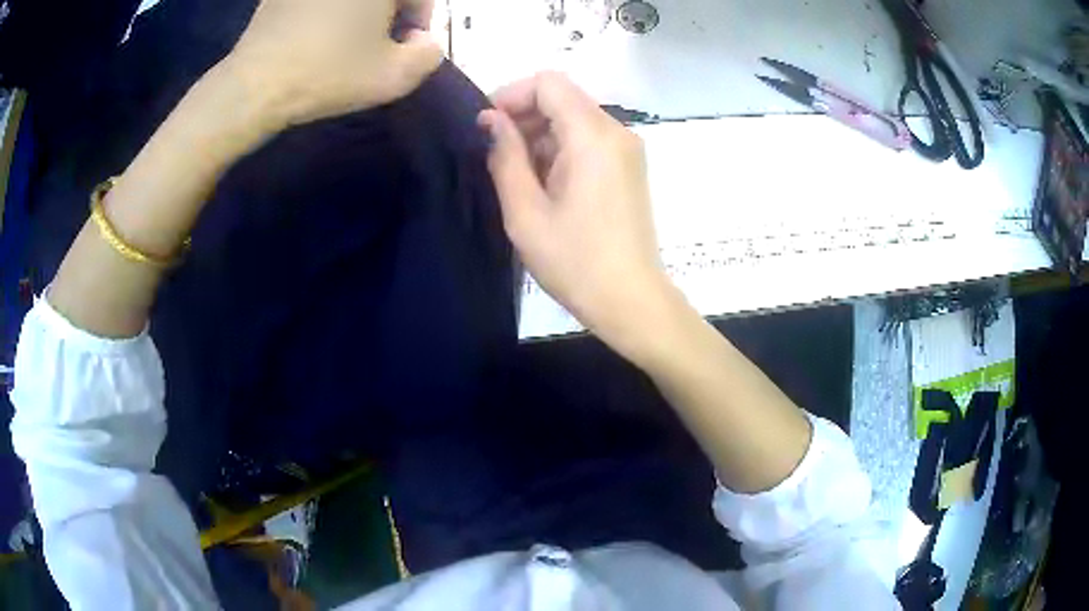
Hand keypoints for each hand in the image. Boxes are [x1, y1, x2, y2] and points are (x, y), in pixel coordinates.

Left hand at [224, 0, 442, 128]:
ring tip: (344, 39)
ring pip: (349, 0)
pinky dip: (325, 12)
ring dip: (358, 12)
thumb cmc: (326, 76)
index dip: (422, 14)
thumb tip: (423, 40)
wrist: (253, 86)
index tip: (409, 41)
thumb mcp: (394, 77)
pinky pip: (317, 3)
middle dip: (390, 10)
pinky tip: (315, 34)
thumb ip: (429, 54)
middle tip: (378, 39)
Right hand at [480, 72, 672, 349]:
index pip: (549, 82)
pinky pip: (588, 140)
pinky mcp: (628, 167)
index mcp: (593, 136)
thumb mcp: (525, 211)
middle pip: (563, 97)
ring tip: (520, 179)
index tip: (488, 128)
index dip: (512, 95)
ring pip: (574, 118)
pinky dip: (560, 150)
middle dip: (524, 116)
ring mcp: (627, 149)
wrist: (630, 300)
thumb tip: (491, 119)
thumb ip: (505, 156)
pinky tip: (545, 185)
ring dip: (540, 136)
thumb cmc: (574, 261)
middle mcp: (616, 132)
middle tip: (497, 157)